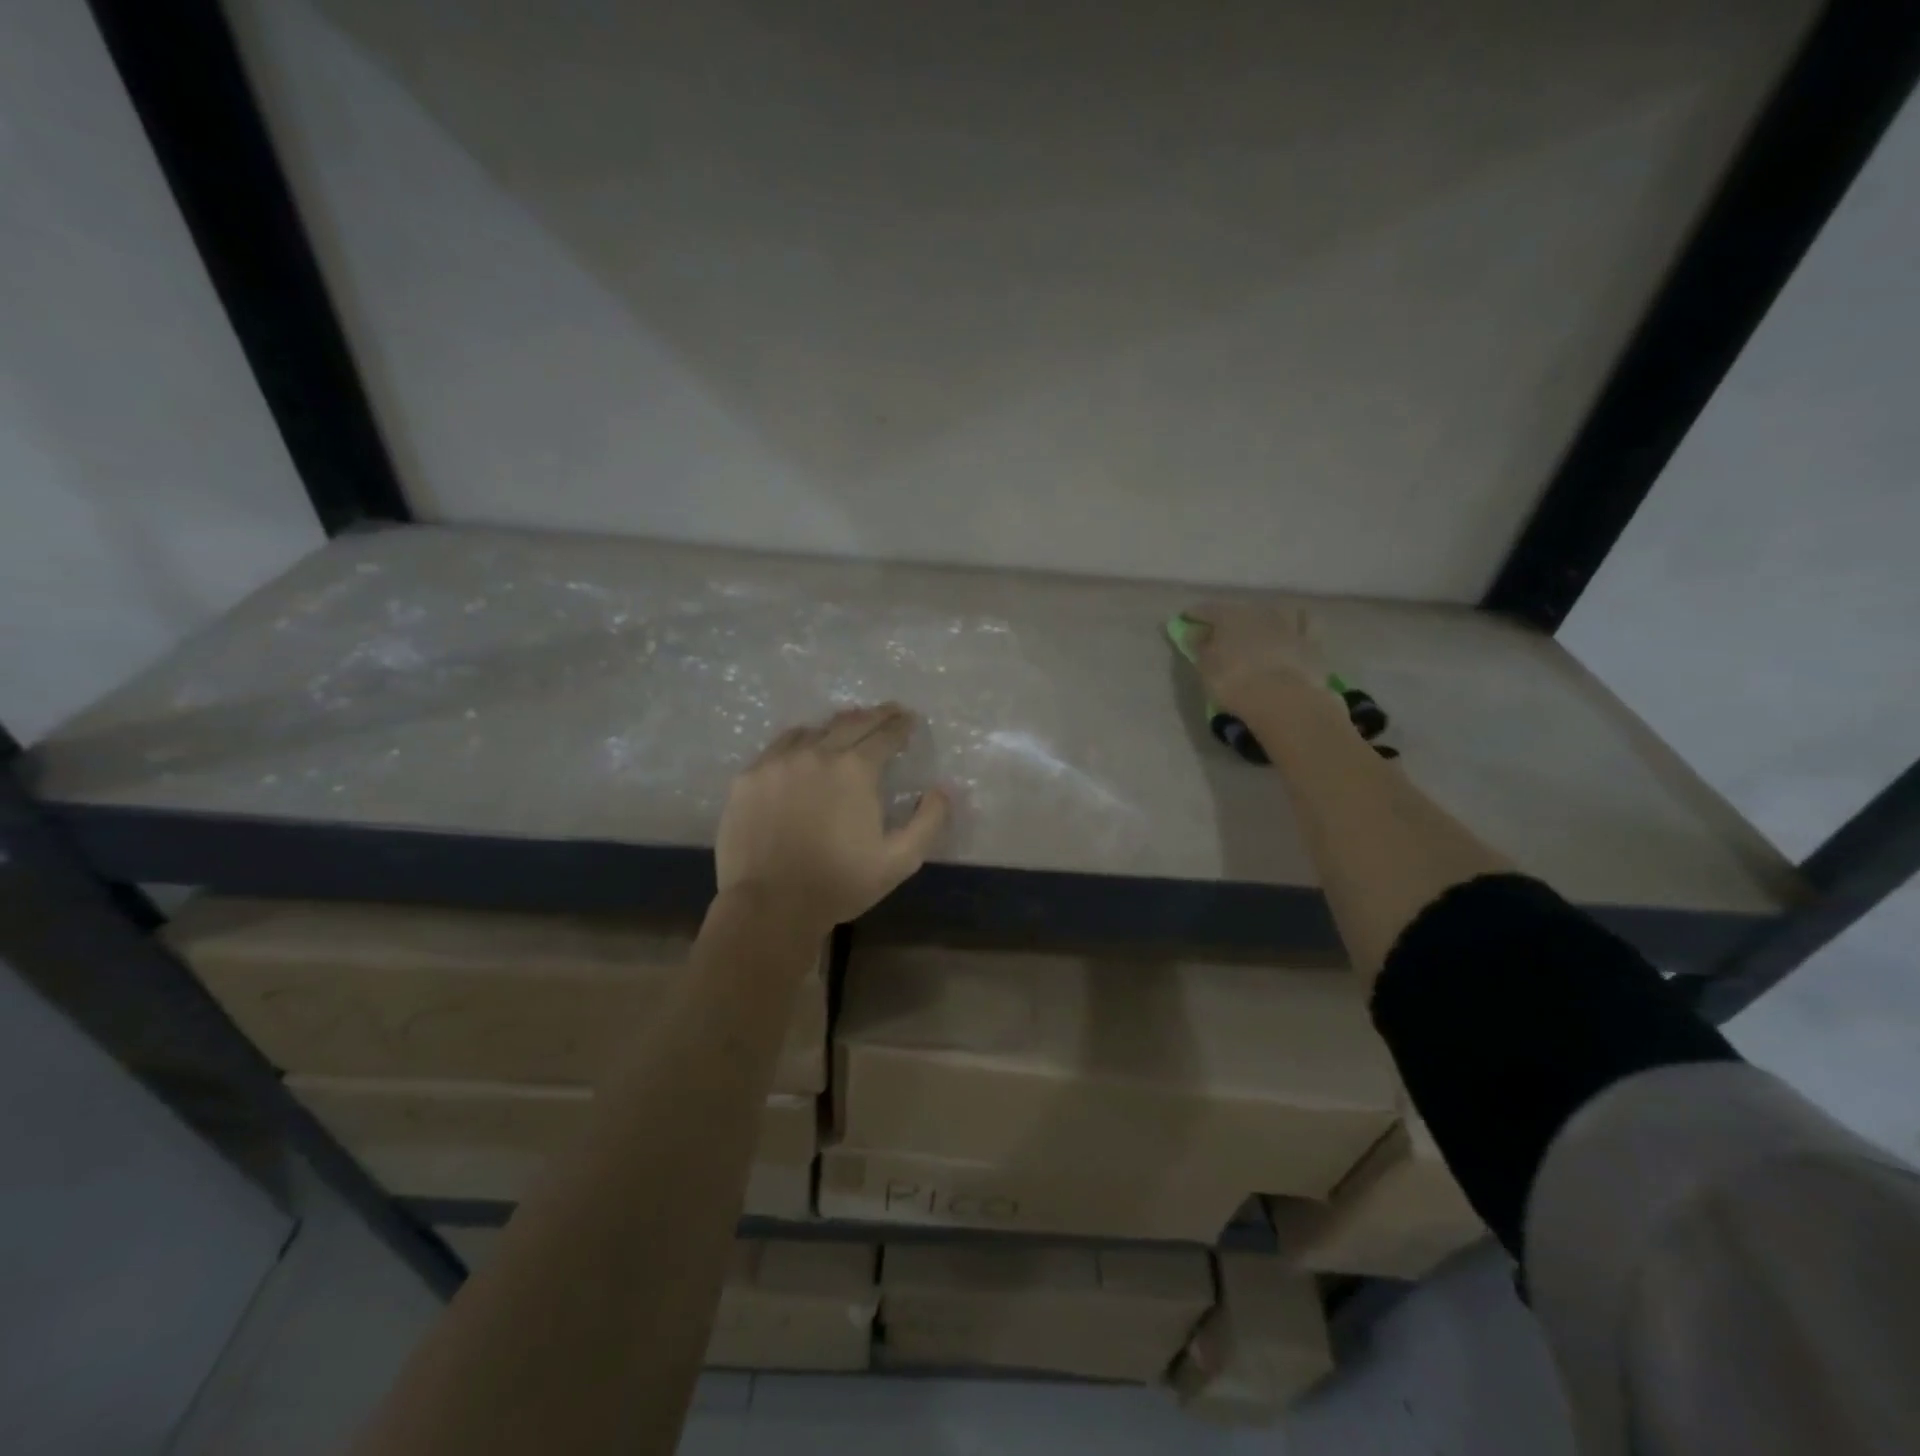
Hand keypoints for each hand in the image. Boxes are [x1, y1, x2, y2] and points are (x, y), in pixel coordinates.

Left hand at [716, 704, 949, 931]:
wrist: (769, 905)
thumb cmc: (839, 884)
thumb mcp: (899, 861)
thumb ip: (928, 822)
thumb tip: (941, 790)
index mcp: (855, 769)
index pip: (885, 734)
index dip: (901, 724)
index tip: (909, 719)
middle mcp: (817, 753)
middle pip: (850, 722)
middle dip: (874, 715)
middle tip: (888, 711)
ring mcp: (778, 762)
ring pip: (812, 731)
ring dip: (835, 727)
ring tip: (845, 729)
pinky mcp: (749, 777)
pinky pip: (779, 747)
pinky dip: (799, 742)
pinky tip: (802, 750)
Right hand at [1181, 601, 1328, 717]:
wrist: (1282, 699)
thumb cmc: (1234, 683)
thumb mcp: (1205, 668)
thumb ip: (1199, 647)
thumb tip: (1195, 633)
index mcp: (1228, 616)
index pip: (1207, 610)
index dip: (1194, 615)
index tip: (1186, 621)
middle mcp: (1258, 612)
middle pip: (1240, 610)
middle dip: (1229, 619)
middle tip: (1221, 631)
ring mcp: (1287, 623)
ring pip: (1273, 611)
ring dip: (1263, 618)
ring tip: (1258, 629)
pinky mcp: (1311, 640)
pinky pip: (1305, 624)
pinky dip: (1297, 623)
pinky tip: (1293, 628)